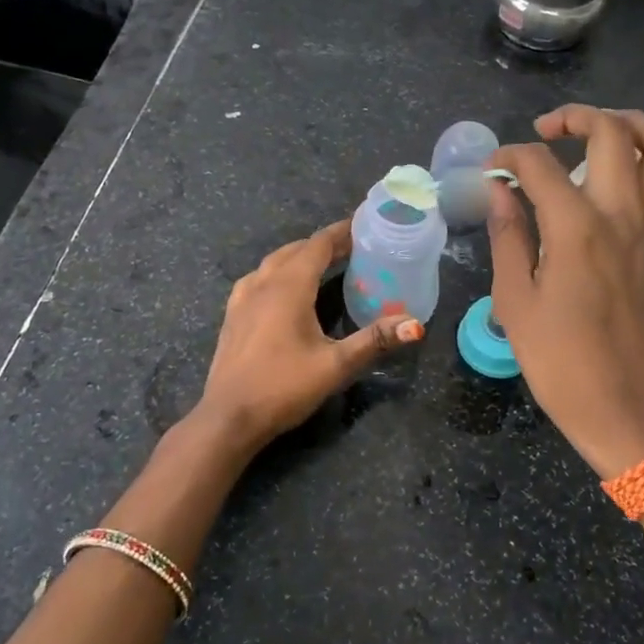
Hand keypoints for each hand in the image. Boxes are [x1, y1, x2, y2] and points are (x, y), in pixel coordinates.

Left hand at [192, 220, 423, 454]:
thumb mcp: (335, 366)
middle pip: (296, 249)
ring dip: (299, 256)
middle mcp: (263, 283)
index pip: (318, 244)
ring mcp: (242, 299)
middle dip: (324, 244)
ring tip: (322, 264)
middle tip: (353, 248)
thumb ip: (374, 340)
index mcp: (289, 286)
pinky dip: (277, 272)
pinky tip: (282, 289)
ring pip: (274, 262)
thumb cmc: (283, 387)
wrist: (228, 418)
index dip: (341, 232)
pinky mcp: (232, 316)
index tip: (364, 225)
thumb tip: (415, 324)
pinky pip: (258, 279)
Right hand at [487, 106, 643, 477]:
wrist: (622, 407)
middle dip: (573, 118)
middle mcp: (622, 215)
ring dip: (635, 125)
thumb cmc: (558, 360)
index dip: (508, 157)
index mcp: (574, 228)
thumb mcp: (514, 300)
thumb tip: (501, 190)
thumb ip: (508, 236)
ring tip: (605, 128)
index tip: (492, 171)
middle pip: (610, 134)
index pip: (538, 165)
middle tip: (545, 133)